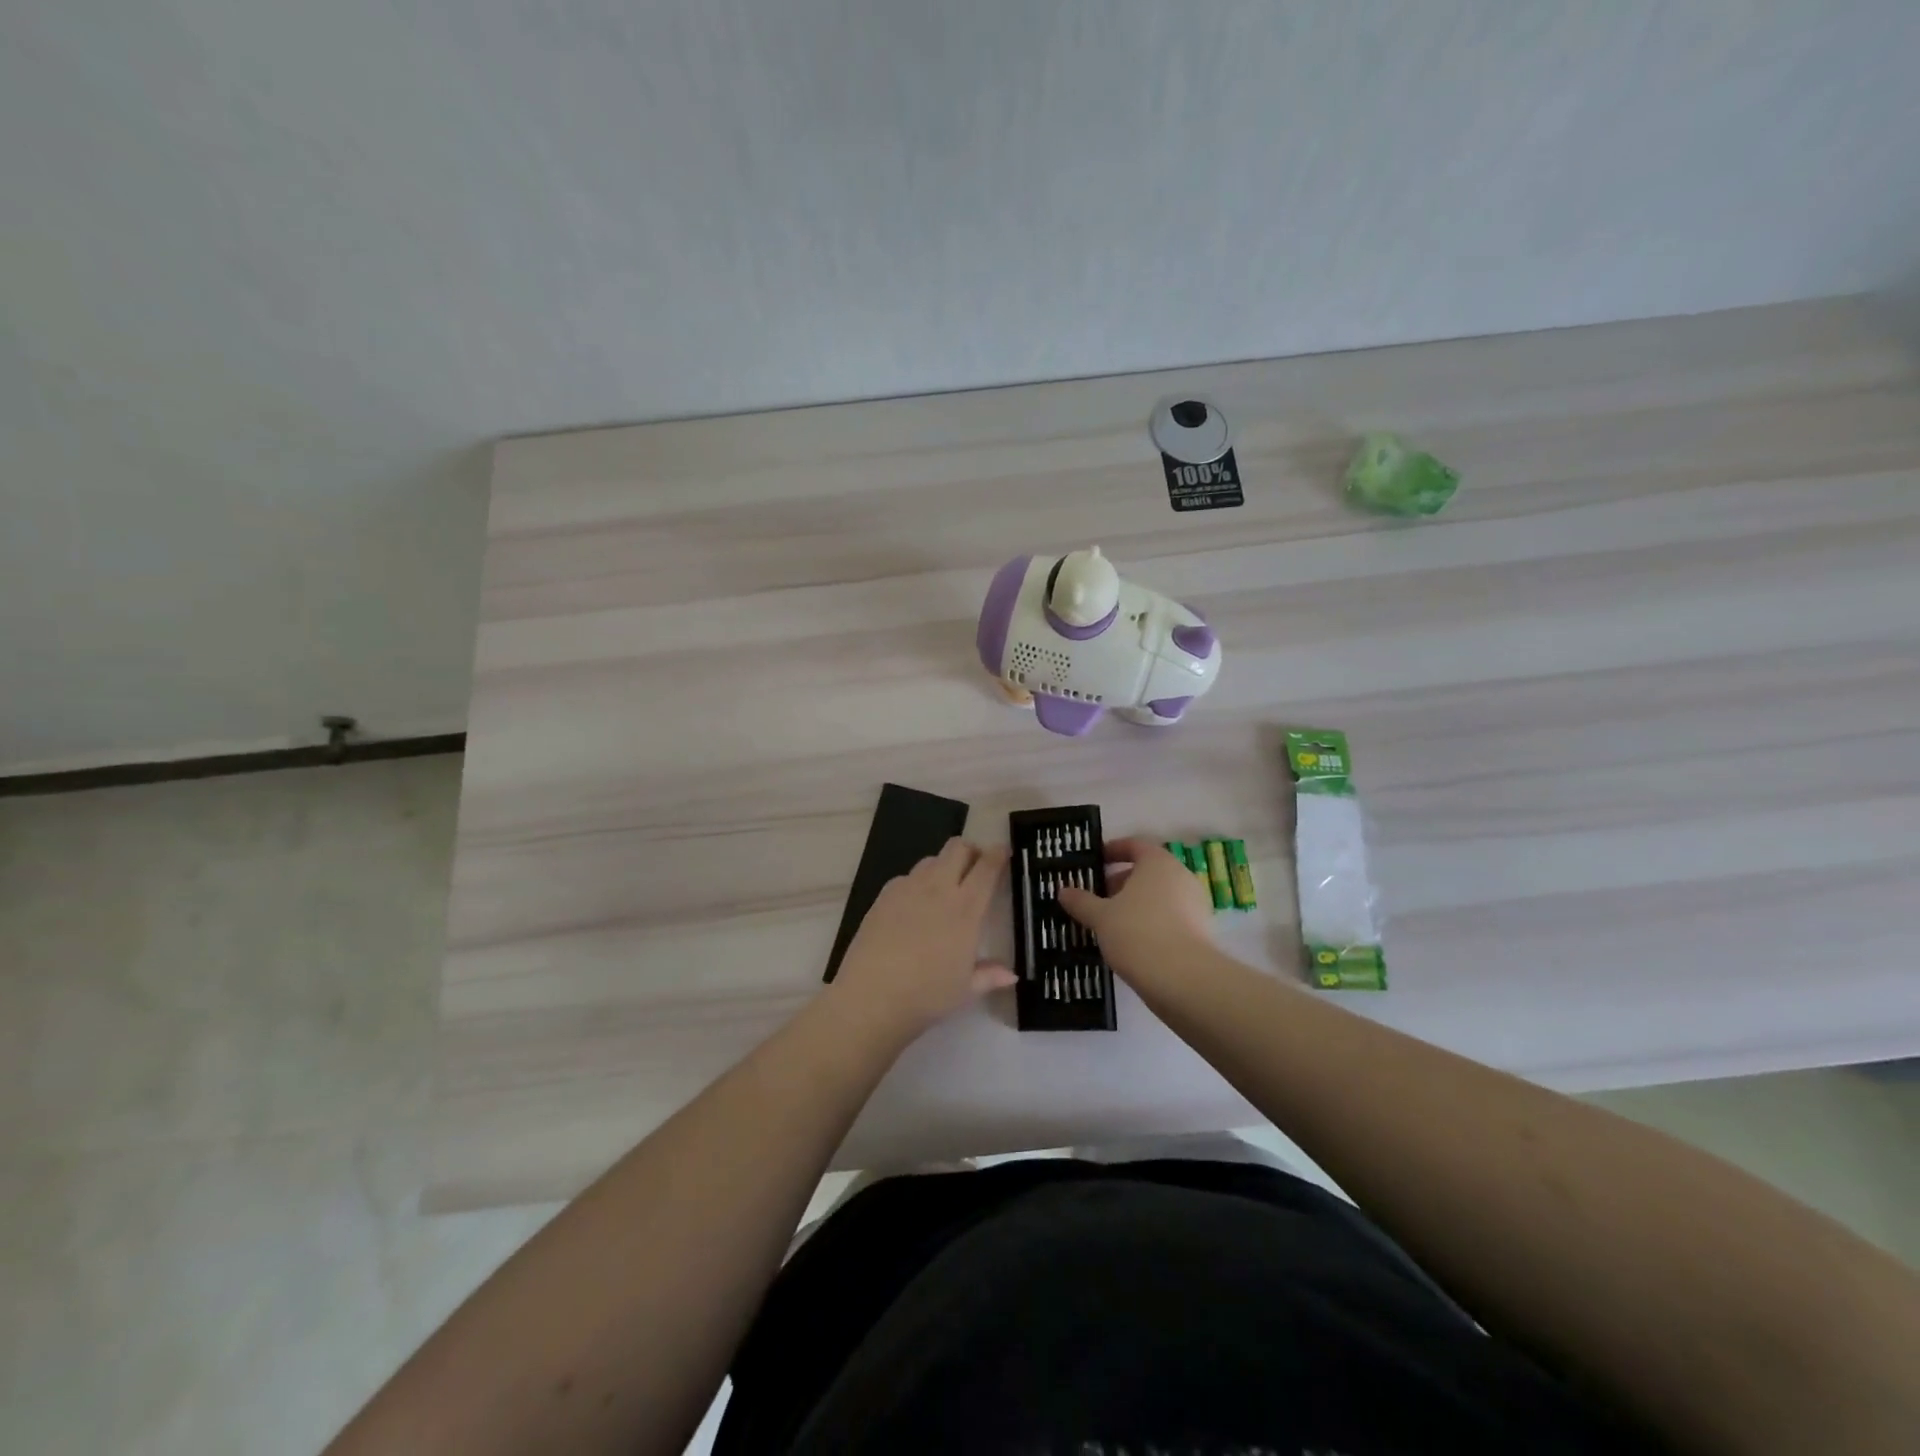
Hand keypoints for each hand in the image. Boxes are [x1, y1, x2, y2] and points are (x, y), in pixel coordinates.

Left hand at [827, 838, 1013, 1042]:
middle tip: (975, 867)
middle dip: (970, 851)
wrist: (871, 996)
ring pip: (931, 859)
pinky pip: (907, 877)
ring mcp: (908, 888)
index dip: (998, 855)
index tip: (1003, 852)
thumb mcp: (965, 990)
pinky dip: (917, 883)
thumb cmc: (926, 995)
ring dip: (944, 865)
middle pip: (958, 848)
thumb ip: (989, 975)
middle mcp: (938, 889)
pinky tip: (913, 907)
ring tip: (944, 888)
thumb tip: (1011, 974)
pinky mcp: (884, 895)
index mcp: (965, 909)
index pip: (987, 868)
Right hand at [1058, 837, 1214, 981]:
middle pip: (1147, 872)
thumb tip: (1063, 891)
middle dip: (1120, 882)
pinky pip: (1169, 918)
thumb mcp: (1100, 916)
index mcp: (1158, 863)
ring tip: (1109, 923)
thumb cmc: (1137, 933)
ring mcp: (1195, 904)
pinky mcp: (1201, 931)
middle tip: (1096, 897)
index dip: (1113, 850)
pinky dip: (1150, 923)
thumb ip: (1081, 901)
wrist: (1183, 979)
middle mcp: (1181, 877)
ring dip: (1135, 905)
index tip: (1095, 861)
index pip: (1135, 845)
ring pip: (1158, 897)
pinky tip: (1131, 942)